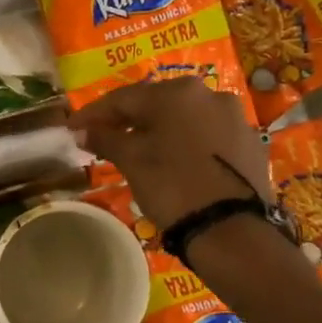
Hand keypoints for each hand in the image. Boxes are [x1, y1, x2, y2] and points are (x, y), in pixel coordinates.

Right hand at [71, 80, 271, 228]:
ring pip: (184, 118)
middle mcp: (209, 94)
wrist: (231, 229)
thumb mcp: (132, 161)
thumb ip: (105, 139)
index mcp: (176, 93)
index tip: (72, 128)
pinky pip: (207, 135)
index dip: (93, 114)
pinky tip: (173, 160)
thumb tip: (82, 131)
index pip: (122, 98)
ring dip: (157, 130)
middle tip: (102, 137)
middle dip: (127, 120)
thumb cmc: (172, 186)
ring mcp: (234, 117)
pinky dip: (185, 142)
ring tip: (137, 150)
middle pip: (156, 103)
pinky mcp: (249, 142)